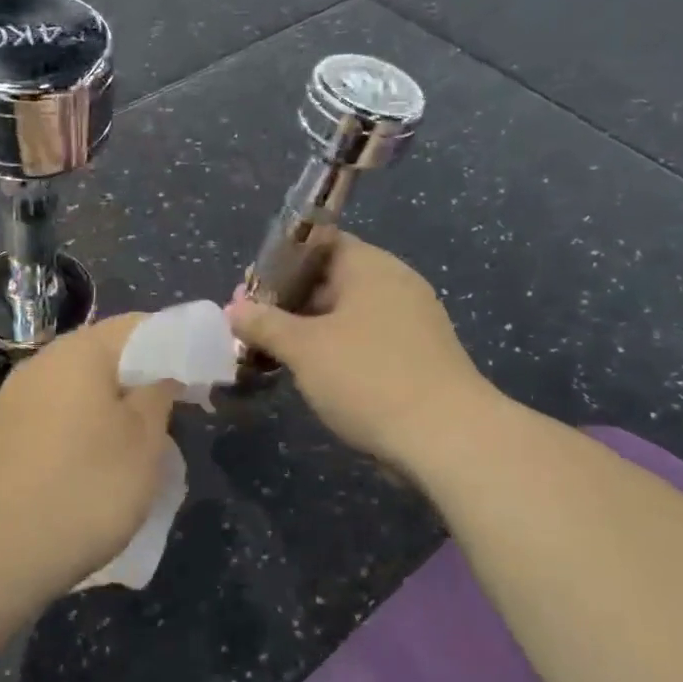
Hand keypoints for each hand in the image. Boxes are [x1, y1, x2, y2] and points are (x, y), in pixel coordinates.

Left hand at [0, 315, 176, 600]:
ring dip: (115, 405)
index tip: (202, 379)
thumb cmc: (84, 490)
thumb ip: (160, 392)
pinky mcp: (2, 431)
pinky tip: (95, 464)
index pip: (140, 324)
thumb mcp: (144, 442)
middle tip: (176, 414)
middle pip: (107, 353)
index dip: (178, 345)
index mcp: (80, 351)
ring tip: (140, 444)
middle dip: (145, 377)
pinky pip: (57, 412)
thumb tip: (162, 370)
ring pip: (81, 385)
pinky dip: (85, 425)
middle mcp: (43, 361)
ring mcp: (16, 396)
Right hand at [228, 233, 503, 474]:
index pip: (318, 242)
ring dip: (309, 329)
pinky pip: (366, 340)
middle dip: (288, 300)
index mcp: (370, 266)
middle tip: (253, 326)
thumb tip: (234, 309)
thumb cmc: (367, 377)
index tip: (250, 289)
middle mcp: (394, 284)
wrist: (447, 439)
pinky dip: (336, 350)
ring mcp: (411, 321)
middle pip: (330, 278)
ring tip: (274, 353)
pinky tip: (313, 375)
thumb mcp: (303, 348)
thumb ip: (263, 323)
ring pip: (347, 313)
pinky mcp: (418, 356)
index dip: (279, 261)